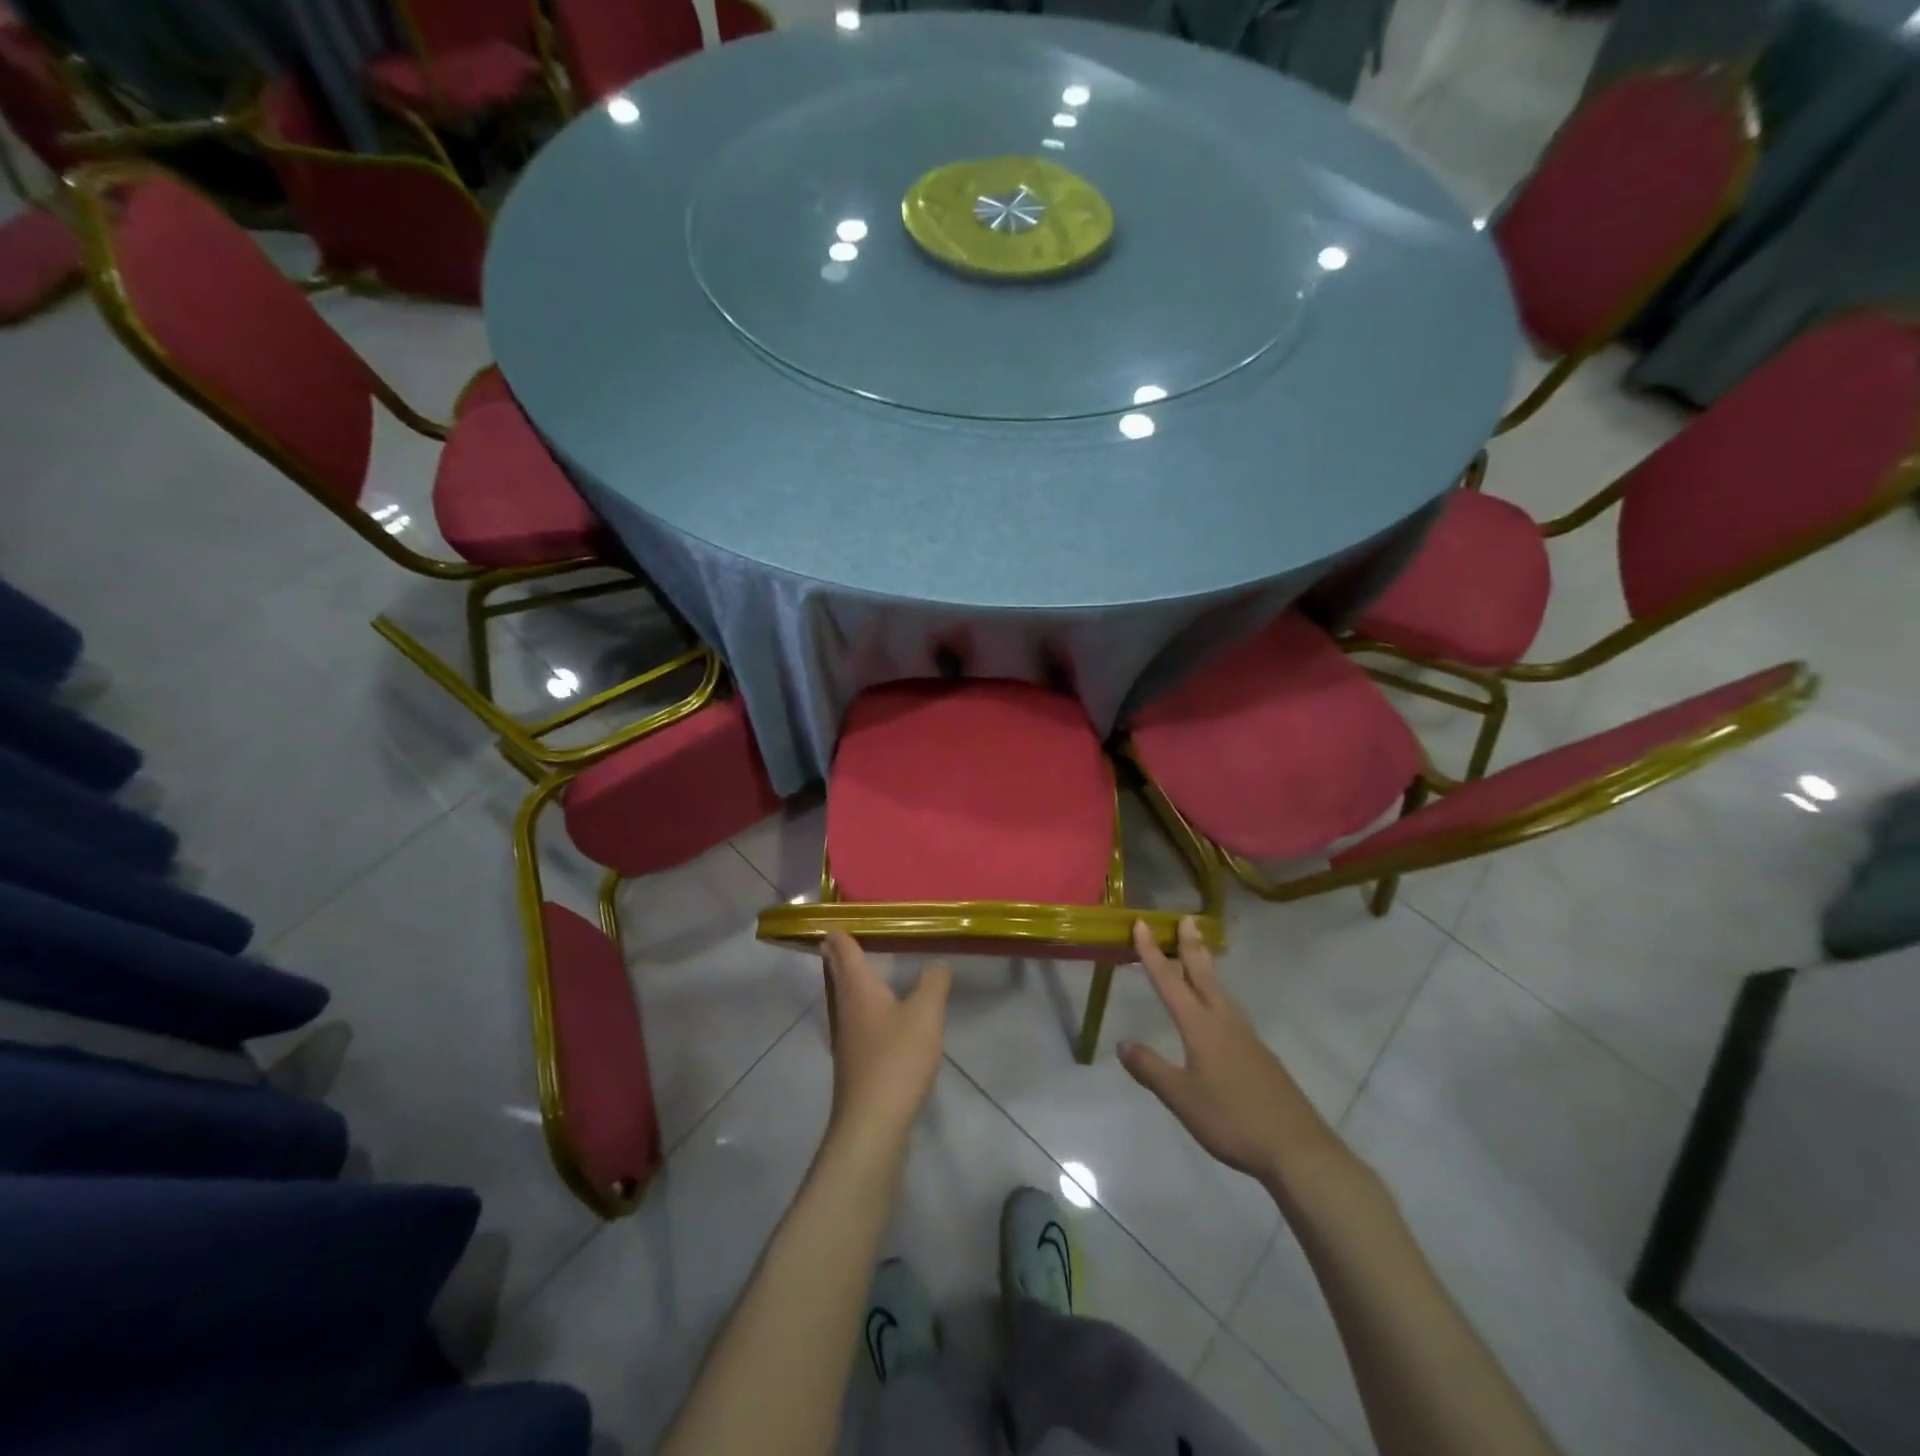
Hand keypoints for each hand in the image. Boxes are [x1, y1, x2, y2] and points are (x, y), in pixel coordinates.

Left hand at [822, 929, 949, 1155]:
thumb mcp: (925, 1014)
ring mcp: (845, 1038)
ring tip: (855, 969)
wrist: (872, 1123)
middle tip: (838, 938)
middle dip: (838, 955)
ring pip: (842, 998)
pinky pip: (853, 1020)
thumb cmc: (896, 1059)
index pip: (844, 951)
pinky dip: (859, 1006)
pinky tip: (872, 1015)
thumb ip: (933, 983)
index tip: (834, 920)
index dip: (840, 934)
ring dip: (845, 981)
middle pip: (837, 974)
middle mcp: (844, 1008)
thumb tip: (936, 964)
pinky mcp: (852, 1062)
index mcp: (857, 989)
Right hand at [1118, 918, 1340, 1184]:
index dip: (1152, 952)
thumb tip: (1123, 1044)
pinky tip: (1217, 1010)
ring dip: (1205, 967)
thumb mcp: (1182, 1098)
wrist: (1296, 1148)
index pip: (1169, 980)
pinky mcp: (1259, 1055)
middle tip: (1186, 919)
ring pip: (1220, 991)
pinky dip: (1217, 995)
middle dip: (1189, 946)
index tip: (1142, 923)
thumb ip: (1151, 1069)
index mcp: (1200, 1026)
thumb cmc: (1232, 1119)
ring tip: (1197, 954)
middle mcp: (1224, 1021)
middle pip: (1203, 975)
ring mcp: (1246, 1037)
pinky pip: (1231, 1011)